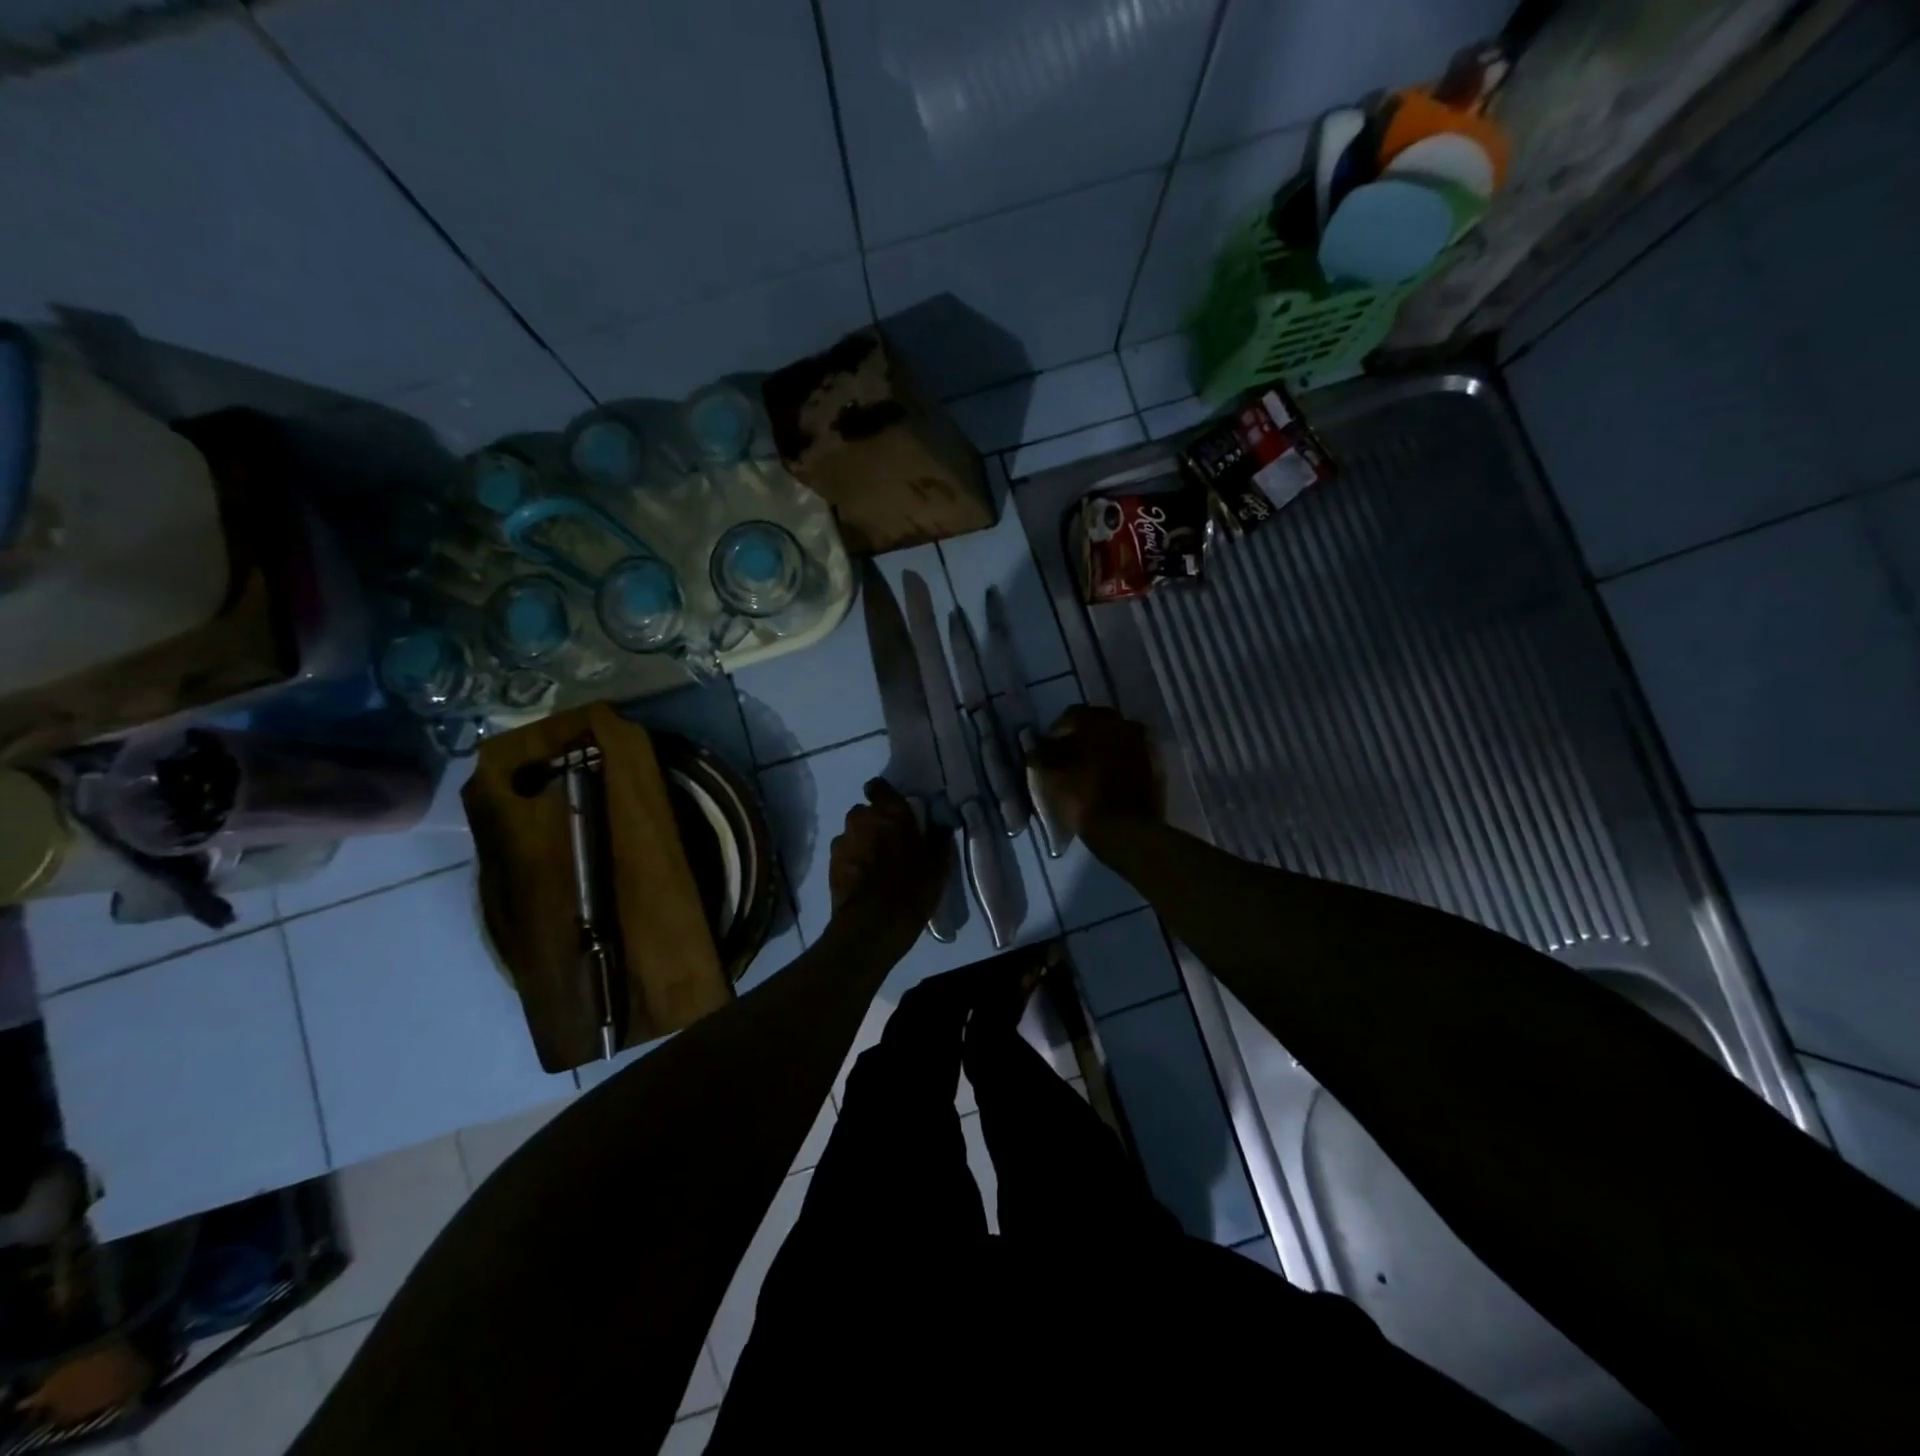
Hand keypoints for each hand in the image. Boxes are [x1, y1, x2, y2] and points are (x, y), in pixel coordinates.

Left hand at [827, 779, 951, 928]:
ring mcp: (842, 842)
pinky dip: (853, 862)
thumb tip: (940, 825)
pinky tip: (864, 880)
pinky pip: (845, 855)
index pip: (879, 787)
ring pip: (853, 834)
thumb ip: (938, 839)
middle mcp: (861, 819)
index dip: (884, 795)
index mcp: (890, 812)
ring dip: (862, 843)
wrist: (871, 926)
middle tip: (891, 843)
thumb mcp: (938, 865)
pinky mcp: (830, 865)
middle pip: (865, 813)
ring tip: (876, 866)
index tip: (894, 810)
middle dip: (874, 823)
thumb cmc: (911, 889)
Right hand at [1026, 705, 1163, 835]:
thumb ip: (1042, 755)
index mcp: (1099, 720)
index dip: (1056, 732)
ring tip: (1087, 771)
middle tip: (1067, 759)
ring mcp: (1144, 745)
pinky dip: (1118, 763)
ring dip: (1102, 750)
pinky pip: (1131, 757)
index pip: (1072, 715)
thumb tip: (1037, 747)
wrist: (1126, 830)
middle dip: (1081, 739)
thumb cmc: (1084, 796)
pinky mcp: (1155, 767)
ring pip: (1116, 740)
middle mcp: (1125, 724)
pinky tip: (1107, 781)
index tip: (1047, 751)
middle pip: (1097, 725)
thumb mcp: (1052, 776)